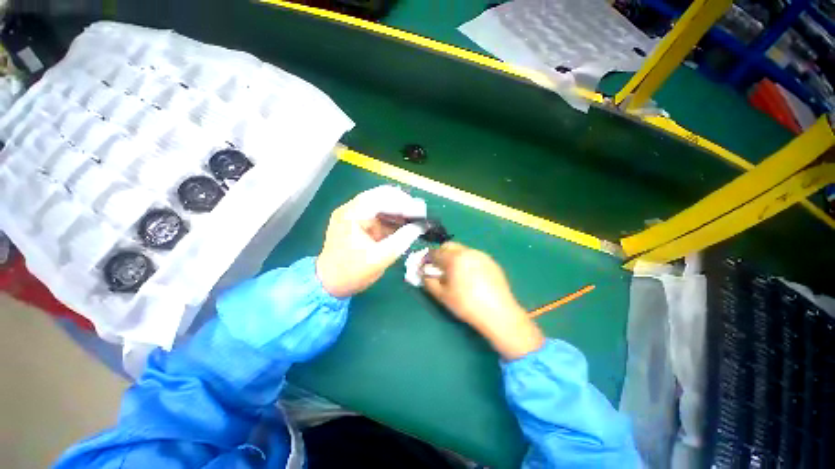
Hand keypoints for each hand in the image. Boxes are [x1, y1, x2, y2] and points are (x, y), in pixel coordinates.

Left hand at [316, 186, 425, 297]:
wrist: (329, 284)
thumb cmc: (351, 273)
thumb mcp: (380, 258)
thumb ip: (401, 240)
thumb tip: (420, 227)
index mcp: (351, 215)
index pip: (380, 198)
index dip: (403, 203)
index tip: (420, 211)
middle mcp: (351, 209)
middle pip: (381, 197)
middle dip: (402, 203)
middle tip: (420, 212)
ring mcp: (354, 215)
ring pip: (381, 204)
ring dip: (399, 210)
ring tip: (417, 218)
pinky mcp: (359, 223)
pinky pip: (379, 215)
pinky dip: (393, 218)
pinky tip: (406, 223)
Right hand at [424, 242, 543, 359]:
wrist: (499, 313)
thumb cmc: (467, 304)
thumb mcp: (442, 295)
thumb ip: (428, 281)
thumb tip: (423, 272)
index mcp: (455, 258)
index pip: (435, 252)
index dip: (427, 259)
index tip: (425, 267)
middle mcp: (468, 251)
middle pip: (449, 246)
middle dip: (441, 254)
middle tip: (439, 269)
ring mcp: (481, 255)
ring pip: (462, 250)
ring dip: (453, 257)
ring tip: (455, 273)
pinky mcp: (491, 261)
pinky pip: (473, 256)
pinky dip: (466, 261)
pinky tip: (469, 276)